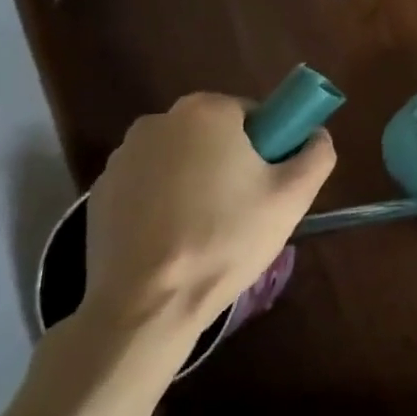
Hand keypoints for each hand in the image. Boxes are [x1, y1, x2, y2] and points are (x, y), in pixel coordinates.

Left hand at [82, 94, 335, 346]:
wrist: (146, 304)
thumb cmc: (226, 239)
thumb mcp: (293, 196)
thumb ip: (317, 154)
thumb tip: (316, 136)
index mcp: (206, 111)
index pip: (253, 113)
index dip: (269, 145)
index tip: (270, 182)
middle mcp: (158, 121)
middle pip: (214, 134)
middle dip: (231, 162)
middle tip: (246, 209)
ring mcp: (122, 157)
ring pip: (180, 159)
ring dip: (196, 181)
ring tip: (207, 230)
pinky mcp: (99, 192)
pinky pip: (148, 185)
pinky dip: (163, 202)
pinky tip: (173, 240)